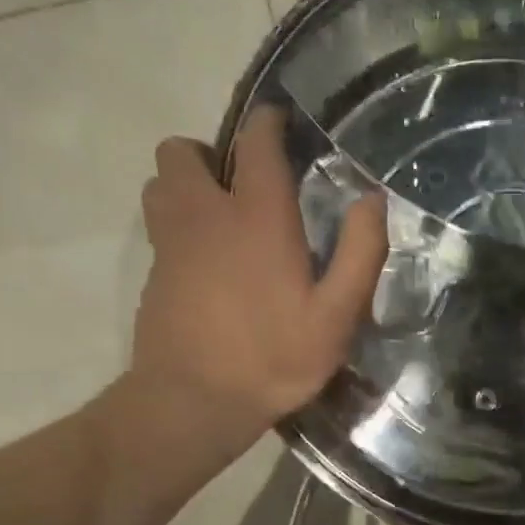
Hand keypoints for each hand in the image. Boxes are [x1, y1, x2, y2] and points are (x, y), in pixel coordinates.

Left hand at [123, 108, 387, 452]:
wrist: (195, 401)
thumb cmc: (274, 357)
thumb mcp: (337, 315)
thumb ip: (360, 253)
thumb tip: (372, 200)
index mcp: (257, 217)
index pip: (255, 142)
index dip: (269, 123)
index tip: (283, 125)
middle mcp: (204, 215)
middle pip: (182, 152)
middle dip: (210, 156)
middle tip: (243, 189)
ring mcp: (170, 243)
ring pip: (160, 185)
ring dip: (186, 188)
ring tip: (220, 221)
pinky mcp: (152, 273)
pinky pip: (158, 227)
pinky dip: (178, 228)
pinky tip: (207, 266)